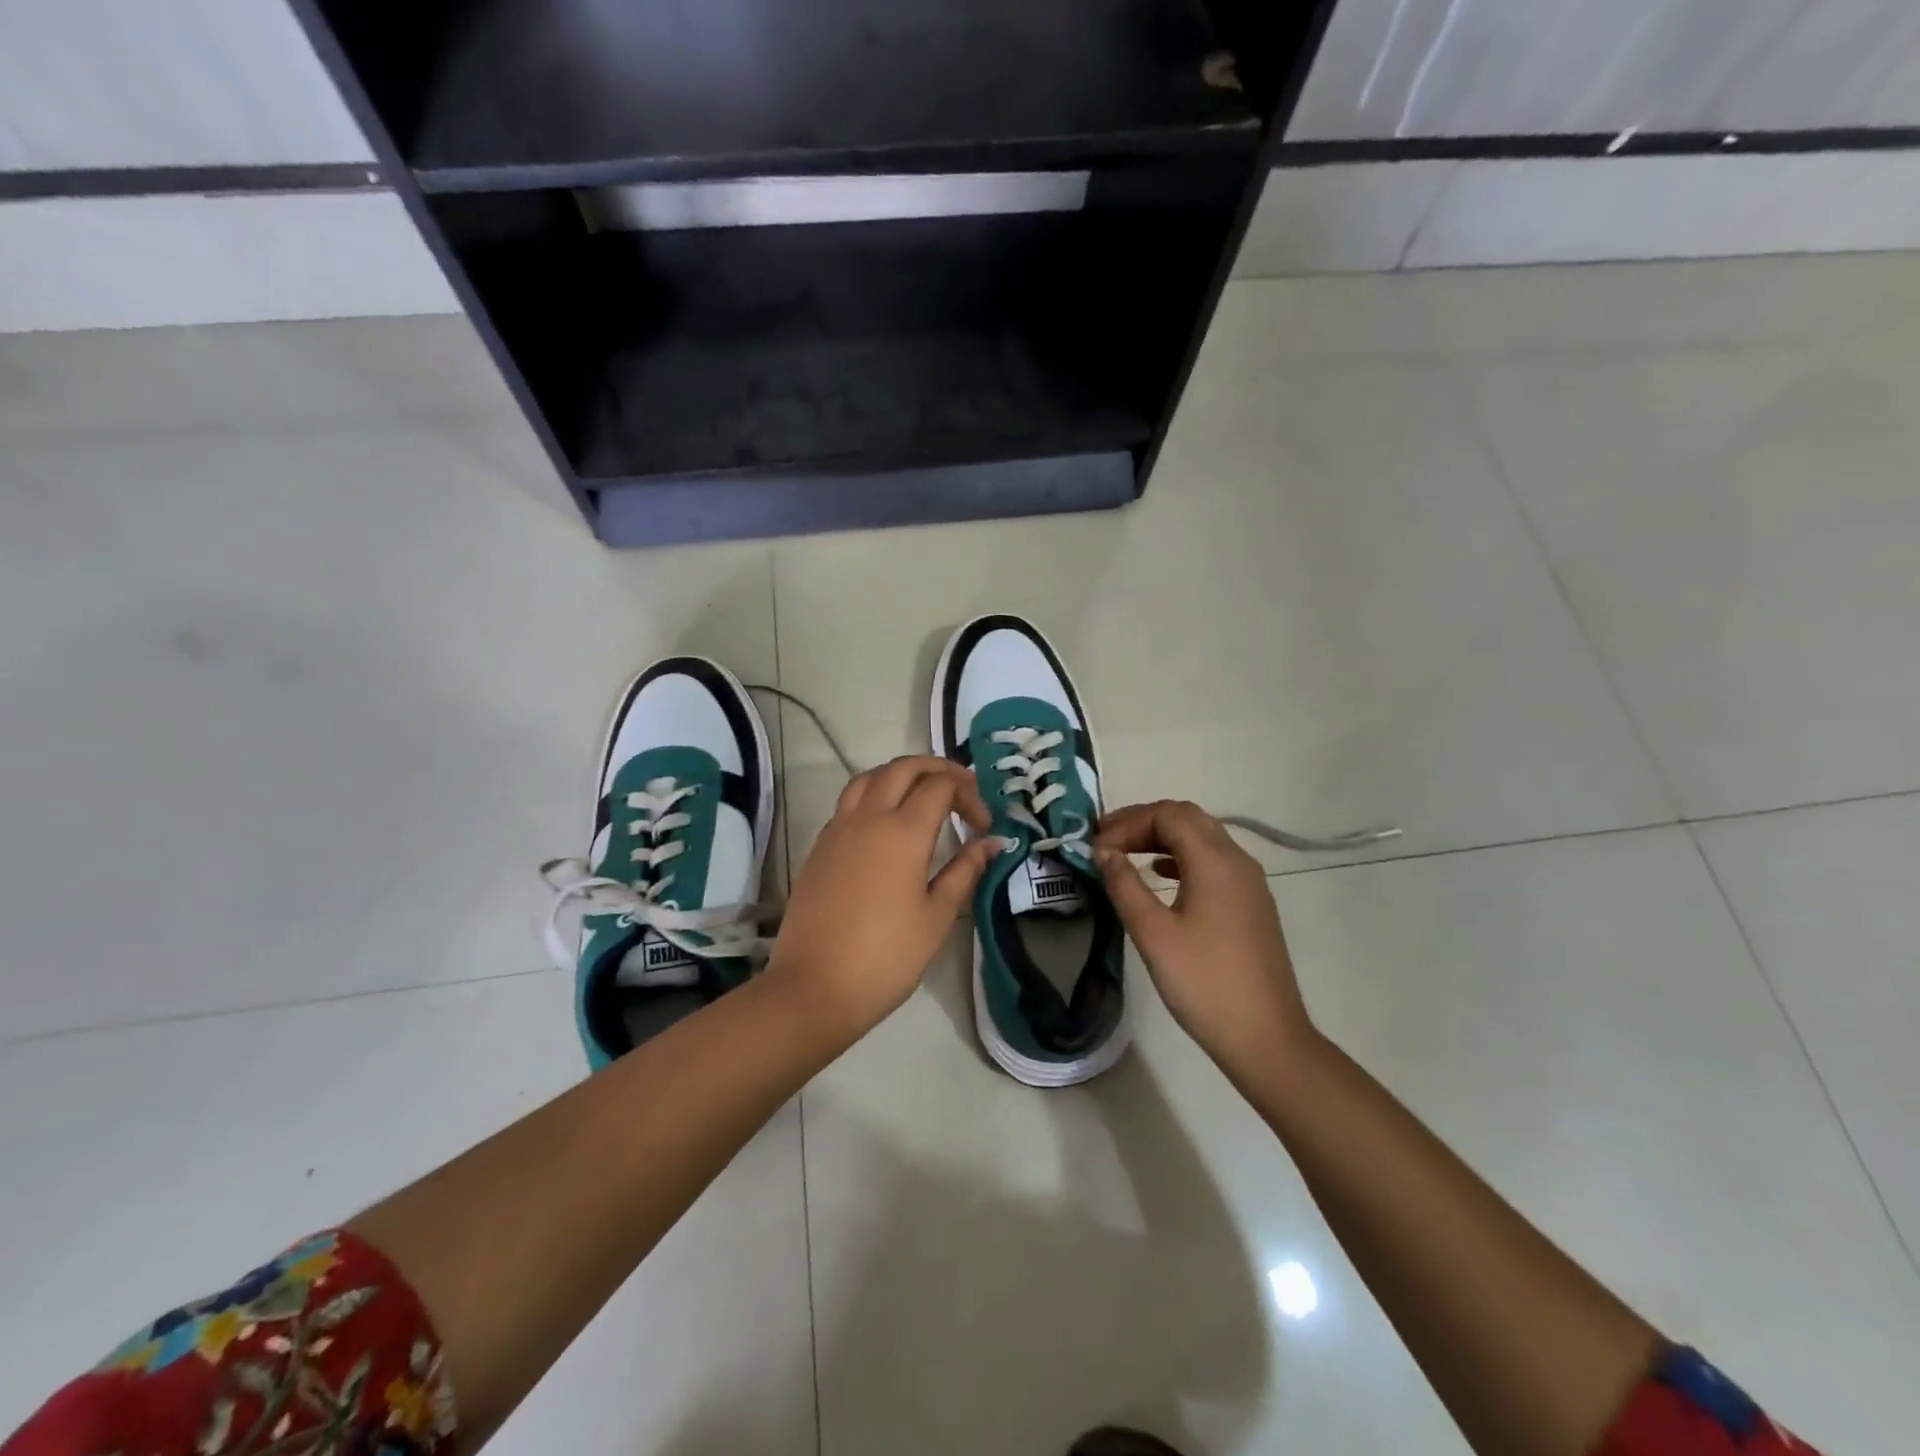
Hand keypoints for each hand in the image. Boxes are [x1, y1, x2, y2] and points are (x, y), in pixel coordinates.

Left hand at [769, 756, 999, 1040]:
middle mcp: (868, 818)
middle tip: (961, 790)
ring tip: (922, 797)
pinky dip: (874, 796)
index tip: (983, 826)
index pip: (941, 786)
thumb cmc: (886, 957)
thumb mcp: (937, 917)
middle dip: (937, 769)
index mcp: (903, 832)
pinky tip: (886, 826)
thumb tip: (991, 843)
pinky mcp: (819, 846)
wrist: (814, 987)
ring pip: (870, 777)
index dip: (969, 795)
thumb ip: (964, 871)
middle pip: (903, 767)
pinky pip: (849, 802)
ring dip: (900, 776)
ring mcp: (837, 829)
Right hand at [1094, 800, 1315, 1083]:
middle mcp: (1237, 861)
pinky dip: (1182, 858)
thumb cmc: (1204, 983)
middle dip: (1144, 822)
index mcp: (1215, 862)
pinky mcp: (1251, 904)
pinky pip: (1213, 862)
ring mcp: (1249, 883)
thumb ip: (1125, 885)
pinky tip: (1160, 877)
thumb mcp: (1153, 934)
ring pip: (1202, 838)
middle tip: (1107, 841)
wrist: (1266, 1038)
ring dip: (1162, 837)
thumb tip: (1103, 851)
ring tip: (1126, 855)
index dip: (1128, 822)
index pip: (1169, 815)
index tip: (1096, 845)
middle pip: (1188, 818)